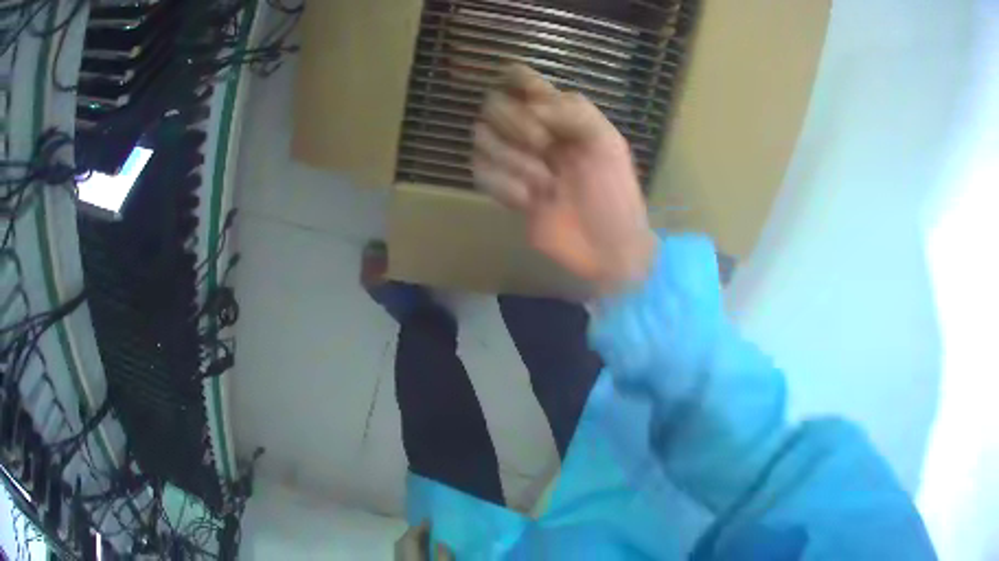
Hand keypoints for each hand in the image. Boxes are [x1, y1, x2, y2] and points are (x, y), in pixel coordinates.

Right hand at [473, 65, 657, 294]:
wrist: (608, 247)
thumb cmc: (615, 194)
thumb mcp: (608, 144)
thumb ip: (573, 112)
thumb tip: (530, 105)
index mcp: (559, 113)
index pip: (522, 80)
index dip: (514, 79)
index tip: (527, 98)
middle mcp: (531, 129)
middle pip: (493, 104)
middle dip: (517, 124)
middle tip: (546, 147)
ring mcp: (514, 160)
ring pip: (480, 137)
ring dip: (512, 159)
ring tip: (546, 183)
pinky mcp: (503, 189)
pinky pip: (480, 172)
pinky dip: (505, 186)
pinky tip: (530, 201)